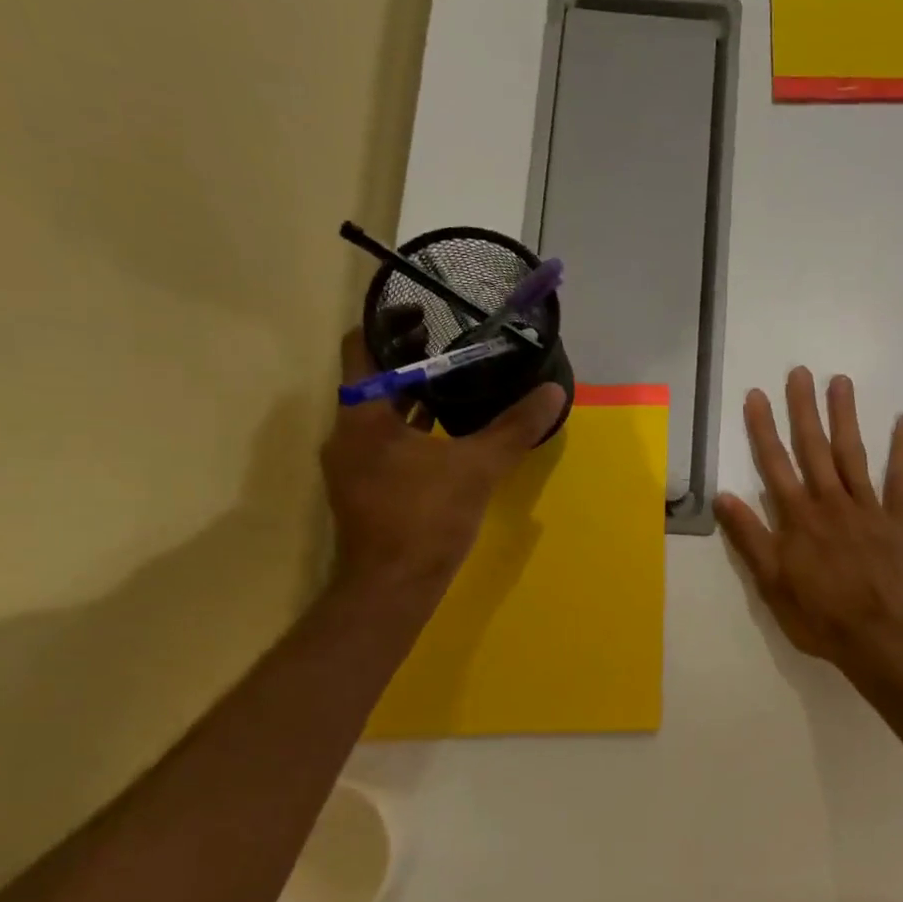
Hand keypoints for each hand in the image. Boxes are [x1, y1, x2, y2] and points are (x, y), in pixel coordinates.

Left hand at [321, 330, 564, 597]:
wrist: (392, 589)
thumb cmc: (425, 519)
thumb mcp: (477, 468)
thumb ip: (514, 428)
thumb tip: (554, 392)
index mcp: (362, 415)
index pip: (364, 347)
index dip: (391, 325)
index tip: (426, 313)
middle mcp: (347, 433)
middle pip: (374, 380)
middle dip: (410, 360)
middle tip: (454, 343)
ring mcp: (353, 464)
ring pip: (381, 414)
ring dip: (413, 397)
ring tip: (457, 381)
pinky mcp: (365, 489)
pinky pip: (387, 443)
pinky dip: (413, 429)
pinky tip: (448, 433)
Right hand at [715, 368, 902, 675]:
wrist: (879, 639)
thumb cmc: (819, 616)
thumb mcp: (772, 583)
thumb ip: (750, 538)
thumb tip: (723, 497)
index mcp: (798, 519)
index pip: (775, 465)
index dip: (763, 429)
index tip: (756, 395)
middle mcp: (830, 503)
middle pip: (814, 449)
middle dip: (803, 409)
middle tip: (799, 373)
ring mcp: (867, 509)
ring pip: (853, 454)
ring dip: (845, 417)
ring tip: (840, 381)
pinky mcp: (897, 521)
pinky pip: (901, 480)